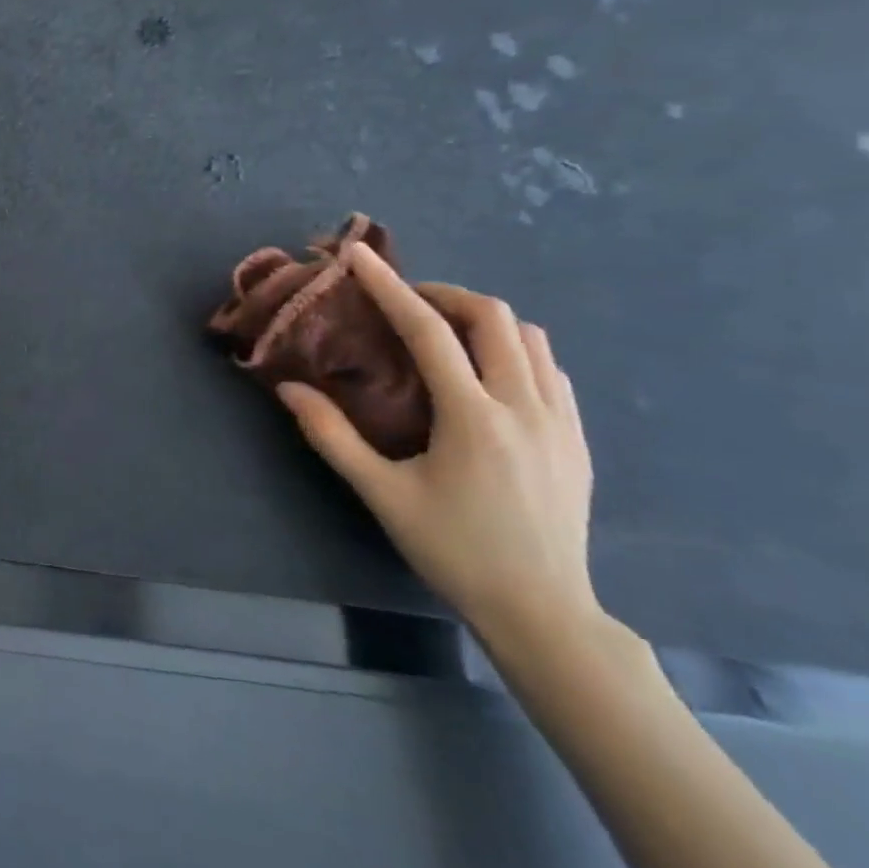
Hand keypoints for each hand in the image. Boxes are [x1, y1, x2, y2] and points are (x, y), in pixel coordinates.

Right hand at [277, 244, 599, 651]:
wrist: (543, 611)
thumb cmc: (454, 550)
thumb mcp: (382, 495)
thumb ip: (332, 436)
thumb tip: (289, 388)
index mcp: (474, 418)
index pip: (429, 331)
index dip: (390, 287)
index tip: (360, 256)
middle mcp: (526, 407)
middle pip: (494, 318)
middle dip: (443, 294)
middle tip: (404, 303)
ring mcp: (562, 421)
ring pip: (531, 338)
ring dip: (482, 320)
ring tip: (443, 333)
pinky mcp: (579, 438)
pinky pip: (551, 368)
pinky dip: (514, 349)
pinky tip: (486, 373)